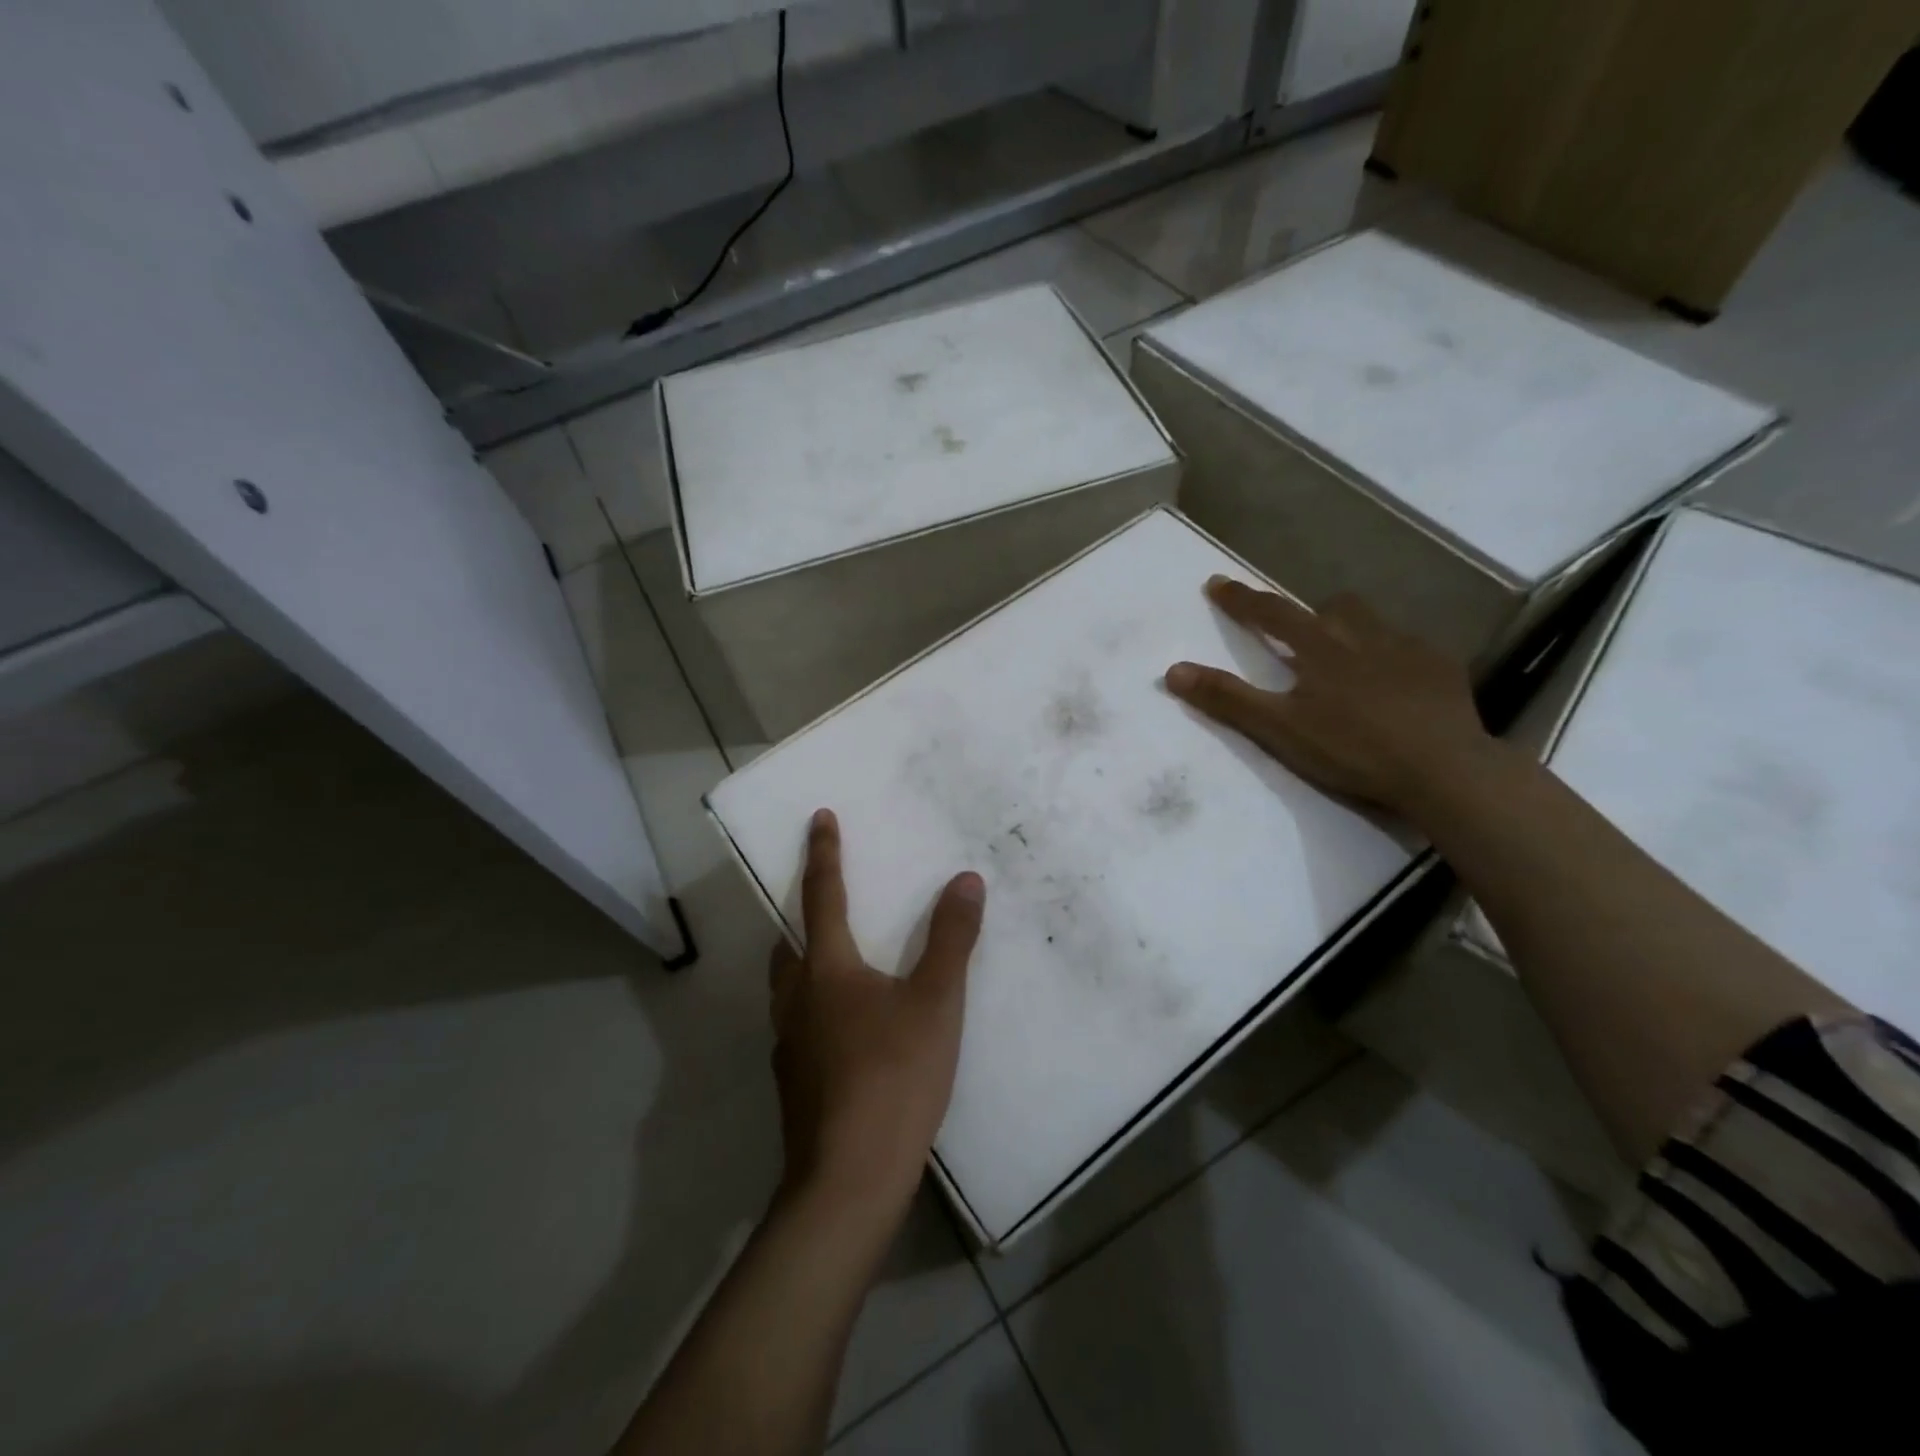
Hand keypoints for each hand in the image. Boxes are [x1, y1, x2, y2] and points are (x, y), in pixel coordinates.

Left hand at [770, 809, 985, 1211]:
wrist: (848, 1181)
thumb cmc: (893, 1077)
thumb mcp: (935, 1002)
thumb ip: (952, 939)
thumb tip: (965, 880)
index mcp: (825, 969)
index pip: (821, 895)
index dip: (824, 854)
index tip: (819, 818)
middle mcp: (796, 999)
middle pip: (790, 942)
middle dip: (804, 914)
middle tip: (826, 901)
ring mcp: (788, 1044)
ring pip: (789, 987)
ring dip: (806, 962)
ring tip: (837, 962)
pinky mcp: (794, 1083)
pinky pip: (799, 1025)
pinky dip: (816, 1007)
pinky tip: (844, 1030)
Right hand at [1164, 576, 1494, 820]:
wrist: (1444, 770)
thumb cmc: (1352, 749)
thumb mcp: (1279, 729)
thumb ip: (1228, 699)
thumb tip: (1173, 671)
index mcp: (1320, 647)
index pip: (1271, 613)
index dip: (1240, 599)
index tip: (1216, 582)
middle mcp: (1363, 635)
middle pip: (1330, 608)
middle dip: (1305, 613)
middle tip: (1295, 633)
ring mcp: (1409, 648)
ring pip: (1373, 622)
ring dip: (1350, 629)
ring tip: (1345, 655)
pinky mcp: (1443, 669)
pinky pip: (1410, 647)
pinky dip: (1391, 655)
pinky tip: (1394, 683)